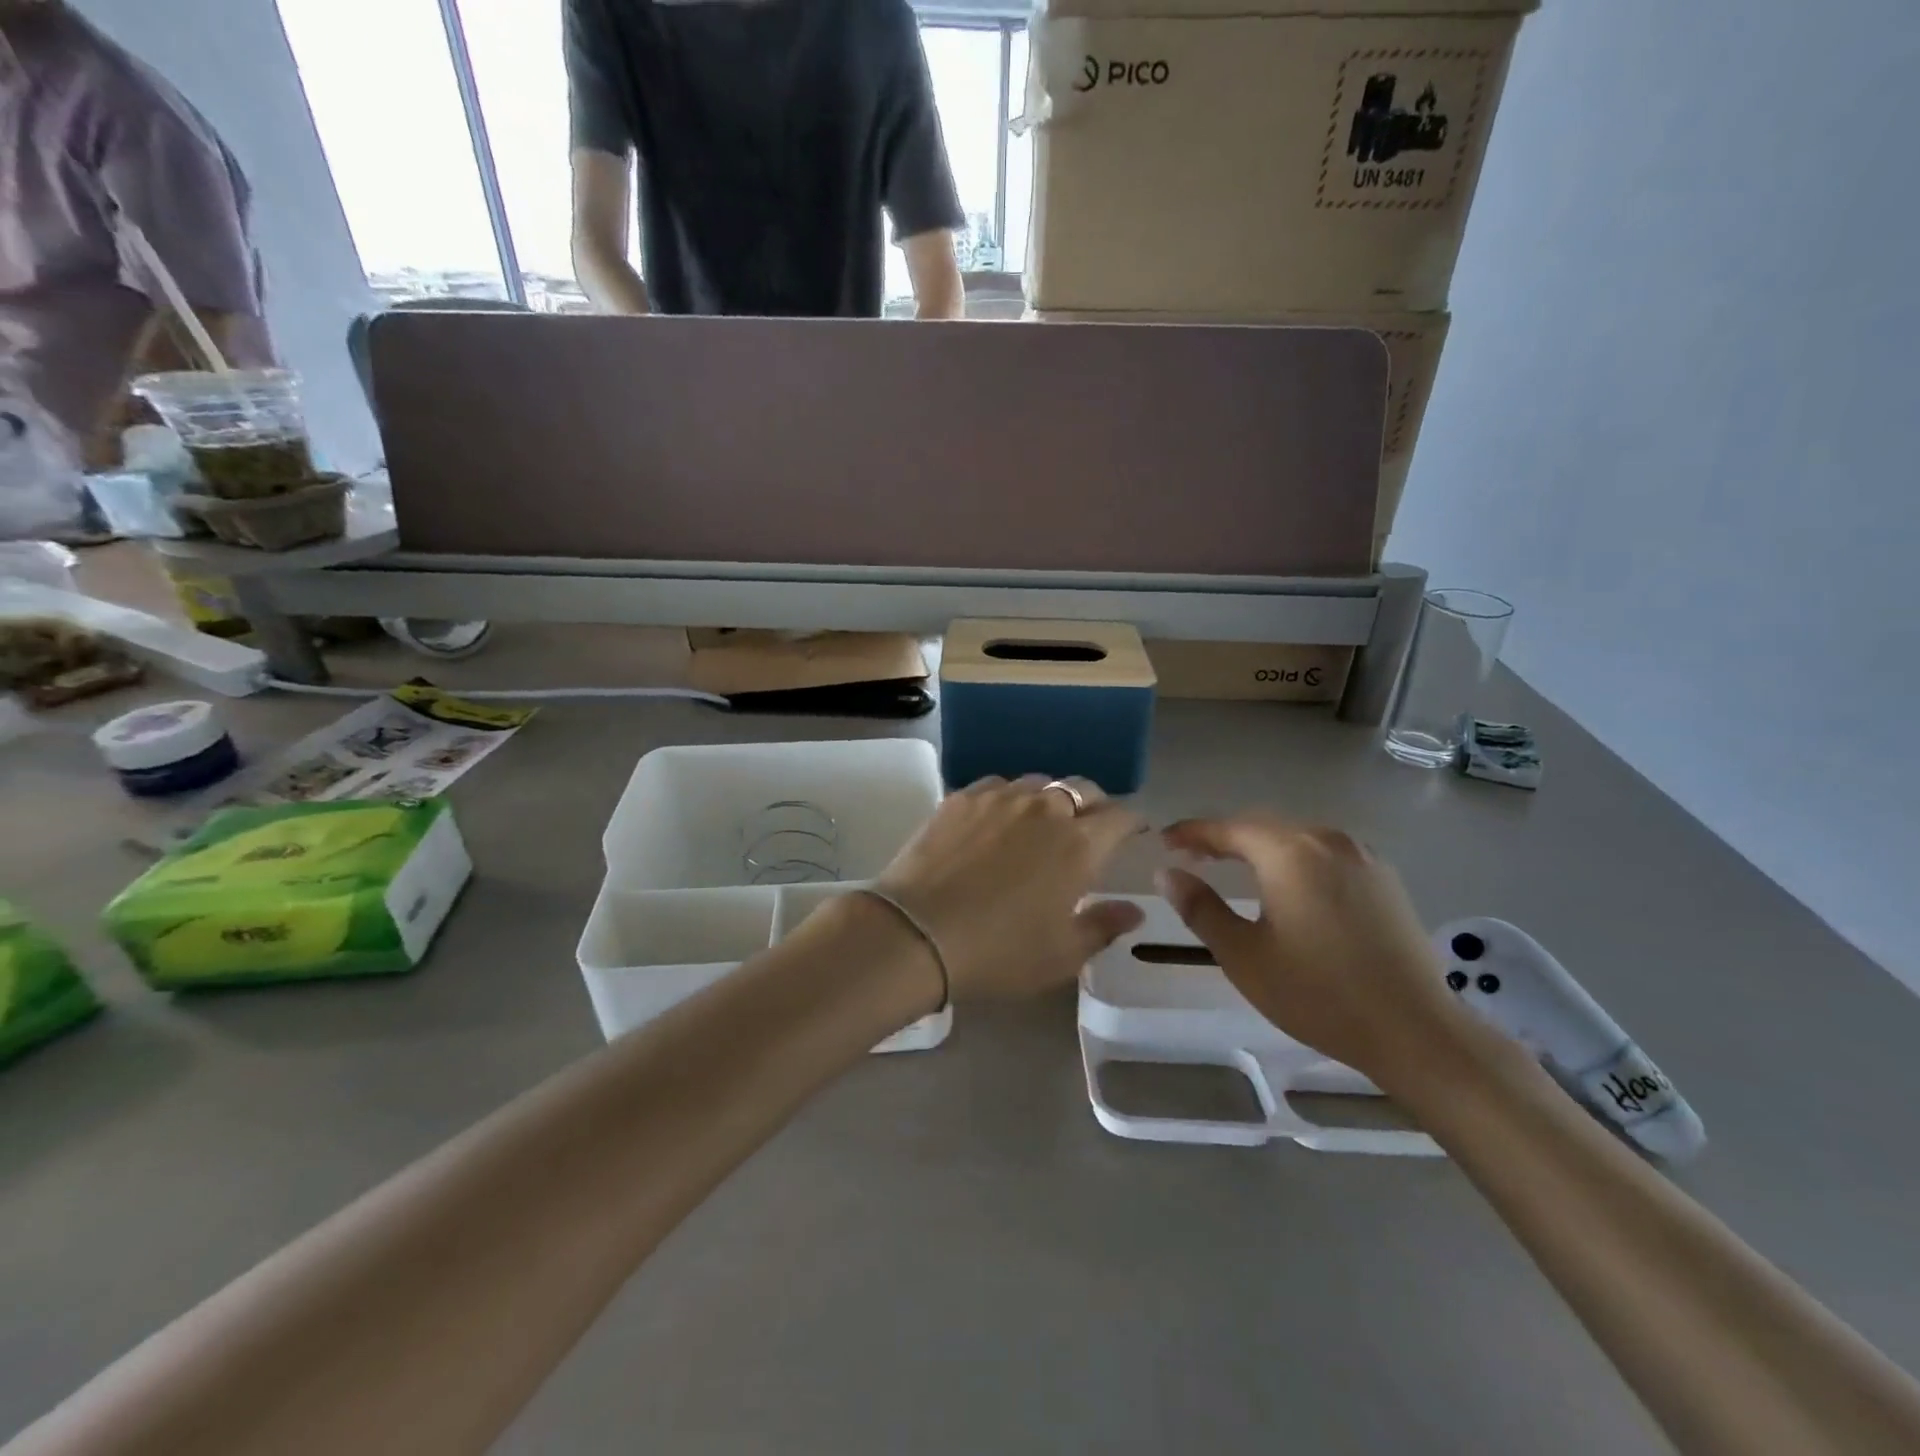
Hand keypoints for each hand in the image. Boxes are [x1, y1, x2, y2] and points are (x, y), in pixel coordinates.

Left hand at [877, 777, 1146, 999]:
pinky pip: (997, 785)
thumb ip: (1103, 926)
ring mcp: (1000, 797)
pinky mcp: (961, 797)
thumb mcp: (1061, 954)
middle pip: (1083, 789)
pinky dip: (1009, 798)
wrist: (917, 932)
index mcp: (1079, 844)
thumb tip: (1133, 911)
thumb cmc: (999, 951)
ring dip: (1050, 798)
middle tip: (1090, 827)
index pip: (1121, 817)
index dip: (1132, 823)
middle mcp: (1045, 808)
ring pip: (1039, 782)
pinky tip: (997, 818)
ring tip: (1041, 820)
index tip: (1133, 833)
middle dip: (1095, 804)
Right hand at [1158, 815, 1470, 1079]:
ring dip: (1259, 846)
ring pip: (1296, 836)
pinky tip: (1287, 883)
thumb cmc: (1318, 994)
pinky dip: (1293, 857)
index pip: (1227, 828)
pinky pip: (1325, 852)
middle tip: (1191, 856)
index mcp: (1289, 853)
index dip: (1191, 832)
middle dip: (1223, 837)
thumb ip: (1200, 908)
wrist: (1415, 1031)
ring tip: (1233, 866)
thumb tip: (1167, 874)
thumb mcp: (1244, 955)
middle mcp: (1327, 840)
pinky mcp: (1384, 878)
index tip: (1163, 842)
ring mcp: (1362, 856)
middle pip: (1262, 825)